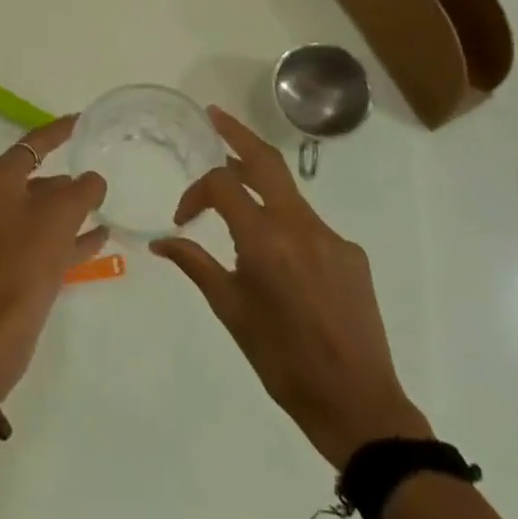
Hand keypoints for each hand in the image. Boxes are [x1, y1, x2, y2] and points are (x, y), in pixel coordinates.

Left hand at [0, 116, 107, 399]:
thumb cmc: (27, 261)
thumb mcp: (62, 215)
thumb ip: (83, 189)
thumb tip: (91, 181)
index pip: (30, 145)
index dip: (57, 131)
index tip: (80, 121)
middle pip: (31, 179)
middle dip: (65, 179)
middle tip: (96, 177)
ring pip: (35, 212)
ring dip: (66, 209)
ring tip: (101, 207)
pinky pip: (36, 240)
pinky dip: (62, 236)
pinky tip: (97, 239)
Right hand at [152, 105, 430, 467]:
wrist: (357, 402)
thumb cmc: (282, 361)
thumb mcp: (231, 311)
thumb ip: (196, 265)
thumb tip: (160, 242)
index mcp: (266, 240)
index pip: (223, 184)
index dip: (196, 192)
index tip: (182, 219)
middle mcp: (301, 226)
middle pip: (266, 161)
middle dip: (237, 133)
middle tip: (213, 115)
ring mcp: (332, 237)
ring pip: (287, 195)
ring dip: (258, 185)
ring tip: (234, 196)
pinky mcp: (351, 254)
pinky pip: (309, 224)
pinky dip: (284, 224)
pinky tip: (277, 260)